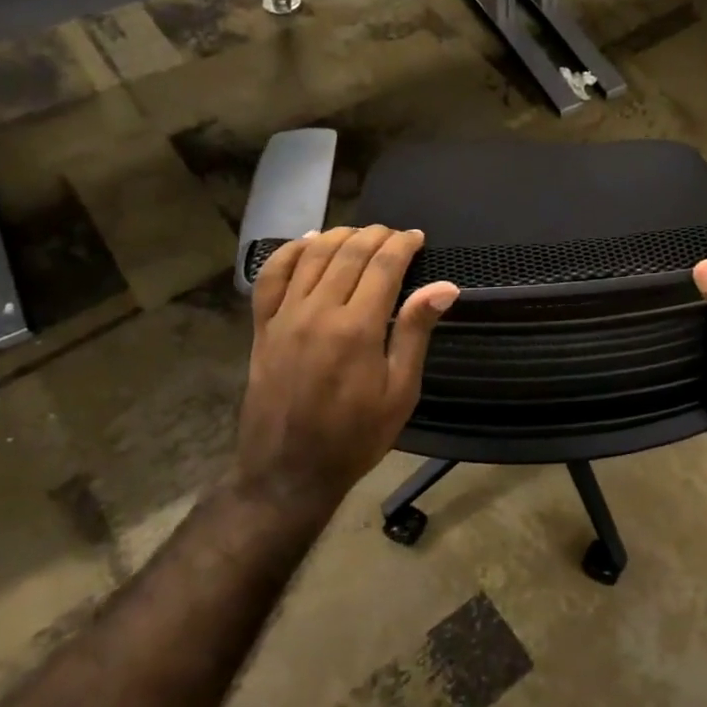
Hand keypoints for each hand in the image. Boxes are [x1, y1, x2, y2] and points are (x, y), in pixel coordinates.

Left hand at [234, 226, 458, 513]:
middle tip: (394, 235)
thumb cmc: (355, 436)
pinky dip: (290, 252)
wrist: (288, 471)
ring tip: (360, 234)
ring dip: (339, 236)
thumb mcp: (400, 391)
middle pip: (348, 253)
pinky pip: (271, 276)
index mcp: (357, 329)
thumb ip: (415, 333)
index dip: (402, 245)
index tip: (417, 237)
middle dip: (375, 235)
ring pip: (312, 256)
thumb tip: (444, 287)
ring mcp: (285, 317)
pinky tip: (308, 243)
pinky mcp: (262, 327)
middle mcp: (318, 312)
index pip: (383, 266)